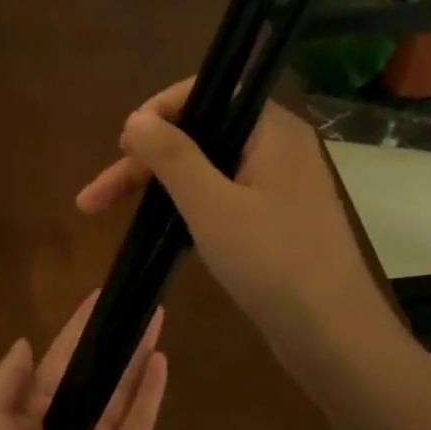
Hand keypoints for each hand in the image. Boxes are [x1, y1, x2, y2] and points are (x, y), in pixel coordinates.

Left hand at [0, 293, 166, 429]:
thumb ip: (7, 378)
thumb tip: (25, 343)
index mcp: (31, 414)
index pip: (60, 361)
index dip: (77, 330)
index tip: (97, 299)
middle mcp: (68, 426)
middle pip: (97, 372)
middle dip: (114, 339)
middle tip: (134, 303)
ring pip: (124, 390)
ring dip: (138, 355)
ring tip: (154, 317)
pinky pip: (141, 421)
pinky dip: (152, 391)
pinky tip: (161, 358)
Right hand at [76, 79, 402, 372]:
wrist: (333, 337)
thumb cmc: (273, 262)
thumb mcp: (212, 205)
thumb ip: (172, 156)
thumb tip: (137, 118)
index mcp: (271, 130)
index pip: (208, 93)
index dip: (159, 112)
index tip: (123, 145)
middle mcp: (277, 148)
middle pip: (199, 135)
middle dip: (144, 161)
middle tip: (97, 195)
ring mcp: (277, 186)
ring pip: (205, 170)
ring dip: (157, 186)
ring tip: (105, 208)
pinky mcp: (273, 220)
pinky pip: (220, 197)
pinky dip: (185, 206)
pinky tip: (154, 225)